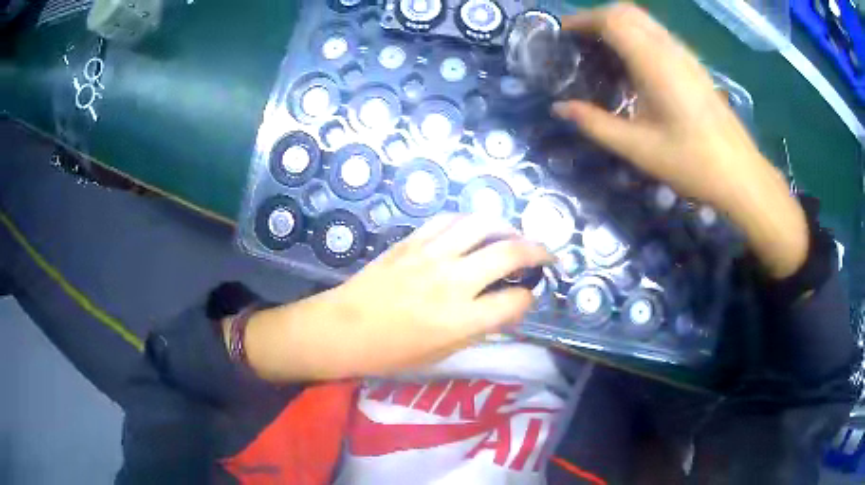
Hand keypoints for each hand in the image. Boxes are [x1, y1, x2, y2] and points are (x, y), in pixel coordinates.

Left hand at [239, 215, 551, 381]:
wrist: (340, 330)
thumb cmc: (389, 353)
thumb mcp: (440, 355)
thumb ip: (477, 329)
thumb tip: (504, 308)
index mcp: (460, 320)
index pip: (514, 301)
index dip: (528, 300)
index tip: (527, 298)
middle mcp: (452, 282)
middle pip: (508, 252)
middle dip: (538, 251)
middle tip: (546, 255)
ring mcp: (430, 256)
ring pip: (481, 225)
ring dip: (506, 227)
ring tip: (514, 236)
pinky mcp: (411, 242)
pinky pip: (448, 220)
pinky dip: (469, 221)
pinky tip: (475, 229)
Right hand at [553, 3, 807, 278]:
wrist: (741, 174)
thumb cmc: (692, 163)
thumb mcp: (639, 149)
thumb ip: (596, 124)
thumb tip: (561, 108)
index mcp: (654, 62)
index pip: (612, 20)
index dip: (583, 20)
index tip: (563, 34)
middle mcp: (670, 49)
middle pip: (627, 12)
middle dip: (597, 18)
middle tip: (580, 42)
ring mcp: (685, 55)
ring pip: (644, 21)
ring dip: (617, 25)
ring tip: (601, 52)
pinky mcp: (694, 65)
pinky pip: (658, 35)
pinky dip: (636, 36)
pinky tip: (632, 66)